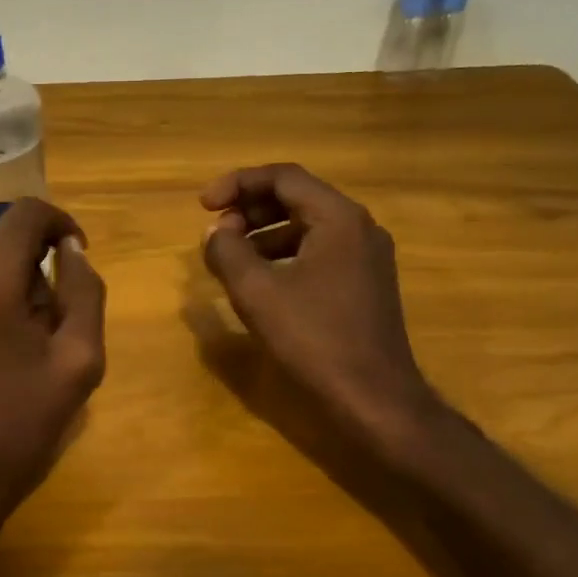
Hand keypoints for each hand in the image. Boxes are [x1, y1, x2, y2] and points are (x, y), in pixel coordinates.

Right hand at [200, 164, 441, 455]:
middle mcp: (359, 228)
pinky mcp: (364, 284)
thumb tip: (216, 233)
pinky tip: (261, 280)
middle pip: (297, 197)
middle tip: (217, 231)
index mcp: (339, 219)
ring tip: (231, 256)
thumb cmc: (314, 339)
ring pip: (307, 225)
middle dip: (250, 208)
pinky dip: (284, 254)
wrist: (374, 399)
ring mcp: (367, 257)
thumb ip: (227, 252)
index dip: (237, 184)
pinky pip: (318, 251)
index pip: (283, 177)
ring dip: (264, 232)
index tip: (203, 206)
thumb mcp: (256, 292)